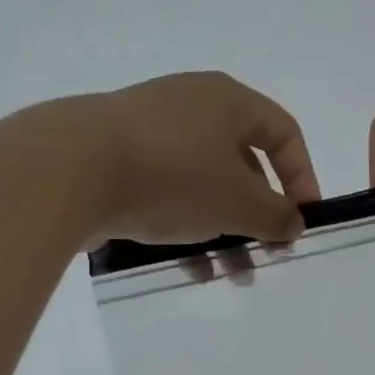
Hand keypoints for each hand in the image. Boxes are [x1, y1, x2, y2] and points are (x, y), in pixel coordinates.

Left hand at [88, 71, 320, 245]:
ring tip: (228, 273)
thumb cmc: (173, 175)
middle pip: (241, 163)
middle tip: (264, 255)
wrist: (71, 169)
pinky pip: (165, 192)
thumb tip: (294, 223)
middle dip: (256, 216)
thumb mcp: (236, 202)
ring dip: (222, 230)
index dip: (302, 177)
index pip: (283, 132)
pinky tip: (187, 267)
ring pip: (202, 184)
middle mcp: (191, 106)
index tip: (303, 220)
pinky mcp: (117, 158)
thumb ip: (274, 215)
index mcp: (227, 101)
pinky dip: (183, 226)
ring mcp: (149, 131)